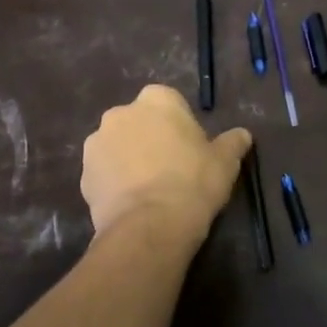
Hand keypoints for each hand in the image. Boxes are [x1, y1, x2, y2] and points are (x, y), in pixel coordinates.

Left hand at [81, 86, 251, 237]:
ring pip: (118, 146)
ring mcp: (96, 143)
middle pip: (139, 122)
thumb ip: (233, 143)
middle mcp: (121, 113)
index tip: (190, 149)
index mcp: (157, 100)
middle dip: (150, 139)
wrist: (150, 225)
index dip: (180, 126)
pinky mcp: (83, 174)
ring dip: (129, 159)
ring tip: (149, 190)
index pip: (169, 103)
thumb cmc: (193, 182)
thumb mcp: (225, 162)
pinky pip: (104, 173)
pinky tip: (133, 204)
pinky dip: (115, 183)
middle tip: (171, 169)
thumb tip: (243, 135)